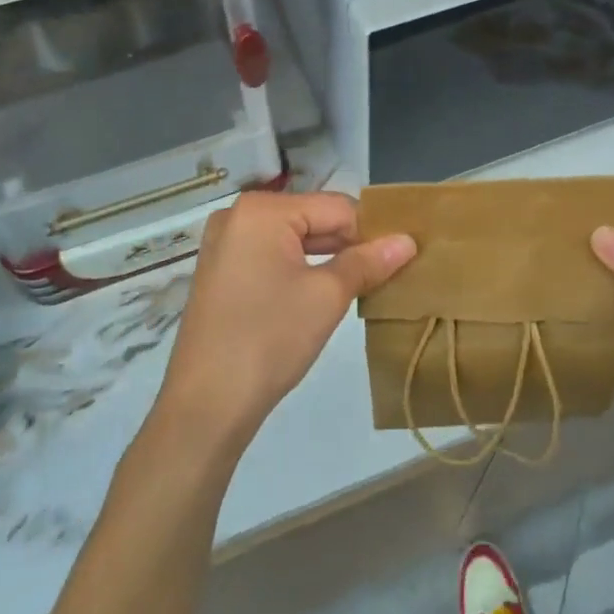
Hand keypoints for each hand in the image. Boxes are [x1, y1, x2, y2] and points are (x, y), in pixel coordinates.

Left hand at [155, 191, 415, 453]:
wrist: (205, 406)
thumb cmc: (269, 339)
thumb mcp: (327, 297)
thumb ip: (367, 262)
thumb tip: (408, 241)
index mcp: (262, 209)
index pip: (336, 207)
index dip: (372, 231)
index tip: (402, 256)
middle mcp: (238, 215)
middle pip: (312, 219)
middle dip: (349, 244)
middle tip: (389, 271)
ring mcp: (225, 243)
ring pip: (293, 239)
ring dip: (328, 258)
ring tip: (364, 283)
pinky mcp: (221, 271)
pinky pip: (272, 256)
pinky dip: (300, 269)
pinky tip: (325, 292)